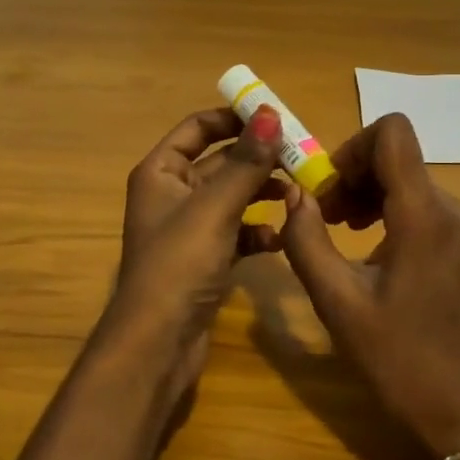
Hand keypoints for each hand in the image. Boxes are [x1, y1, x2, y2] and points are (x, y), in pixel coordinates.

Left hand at [98, 105, 285, 394]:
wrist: (157, 345)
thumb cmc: (179, 265)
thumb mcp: (215, 208)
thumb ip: (246, 162)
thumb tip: (271, 114)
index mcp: (161, 171)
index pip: (199, 127)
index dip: (235, 118)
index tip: (278, 116)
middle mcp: (172, 193)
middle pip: (221, 161)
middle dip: (259, 158)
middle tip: (302, 156)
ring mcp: (189, 228)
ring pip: (233, 197)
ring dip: (263, 193)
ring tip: (299, 193)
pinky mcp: (205, 258)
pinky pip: (237, 232)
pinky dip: (258, 232)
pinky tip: (280, 239)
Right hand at [279, 112, 459, 458]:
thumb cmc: (398, 360)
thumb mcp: (337, 302)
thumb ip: (307, 240)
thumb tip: (295, 193)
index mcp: (424, 214)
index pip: (392, 133)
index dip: (351, 146)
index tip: (327, 188)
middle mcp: (450, 207)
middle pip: (396, 154)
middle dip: (352, 175)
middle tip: (323, 218)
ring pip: (406, 177)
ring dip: (367, 192)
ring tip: (340, 233)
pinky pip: (420, 202)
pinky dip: (388, 210)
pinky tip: (369, 248)